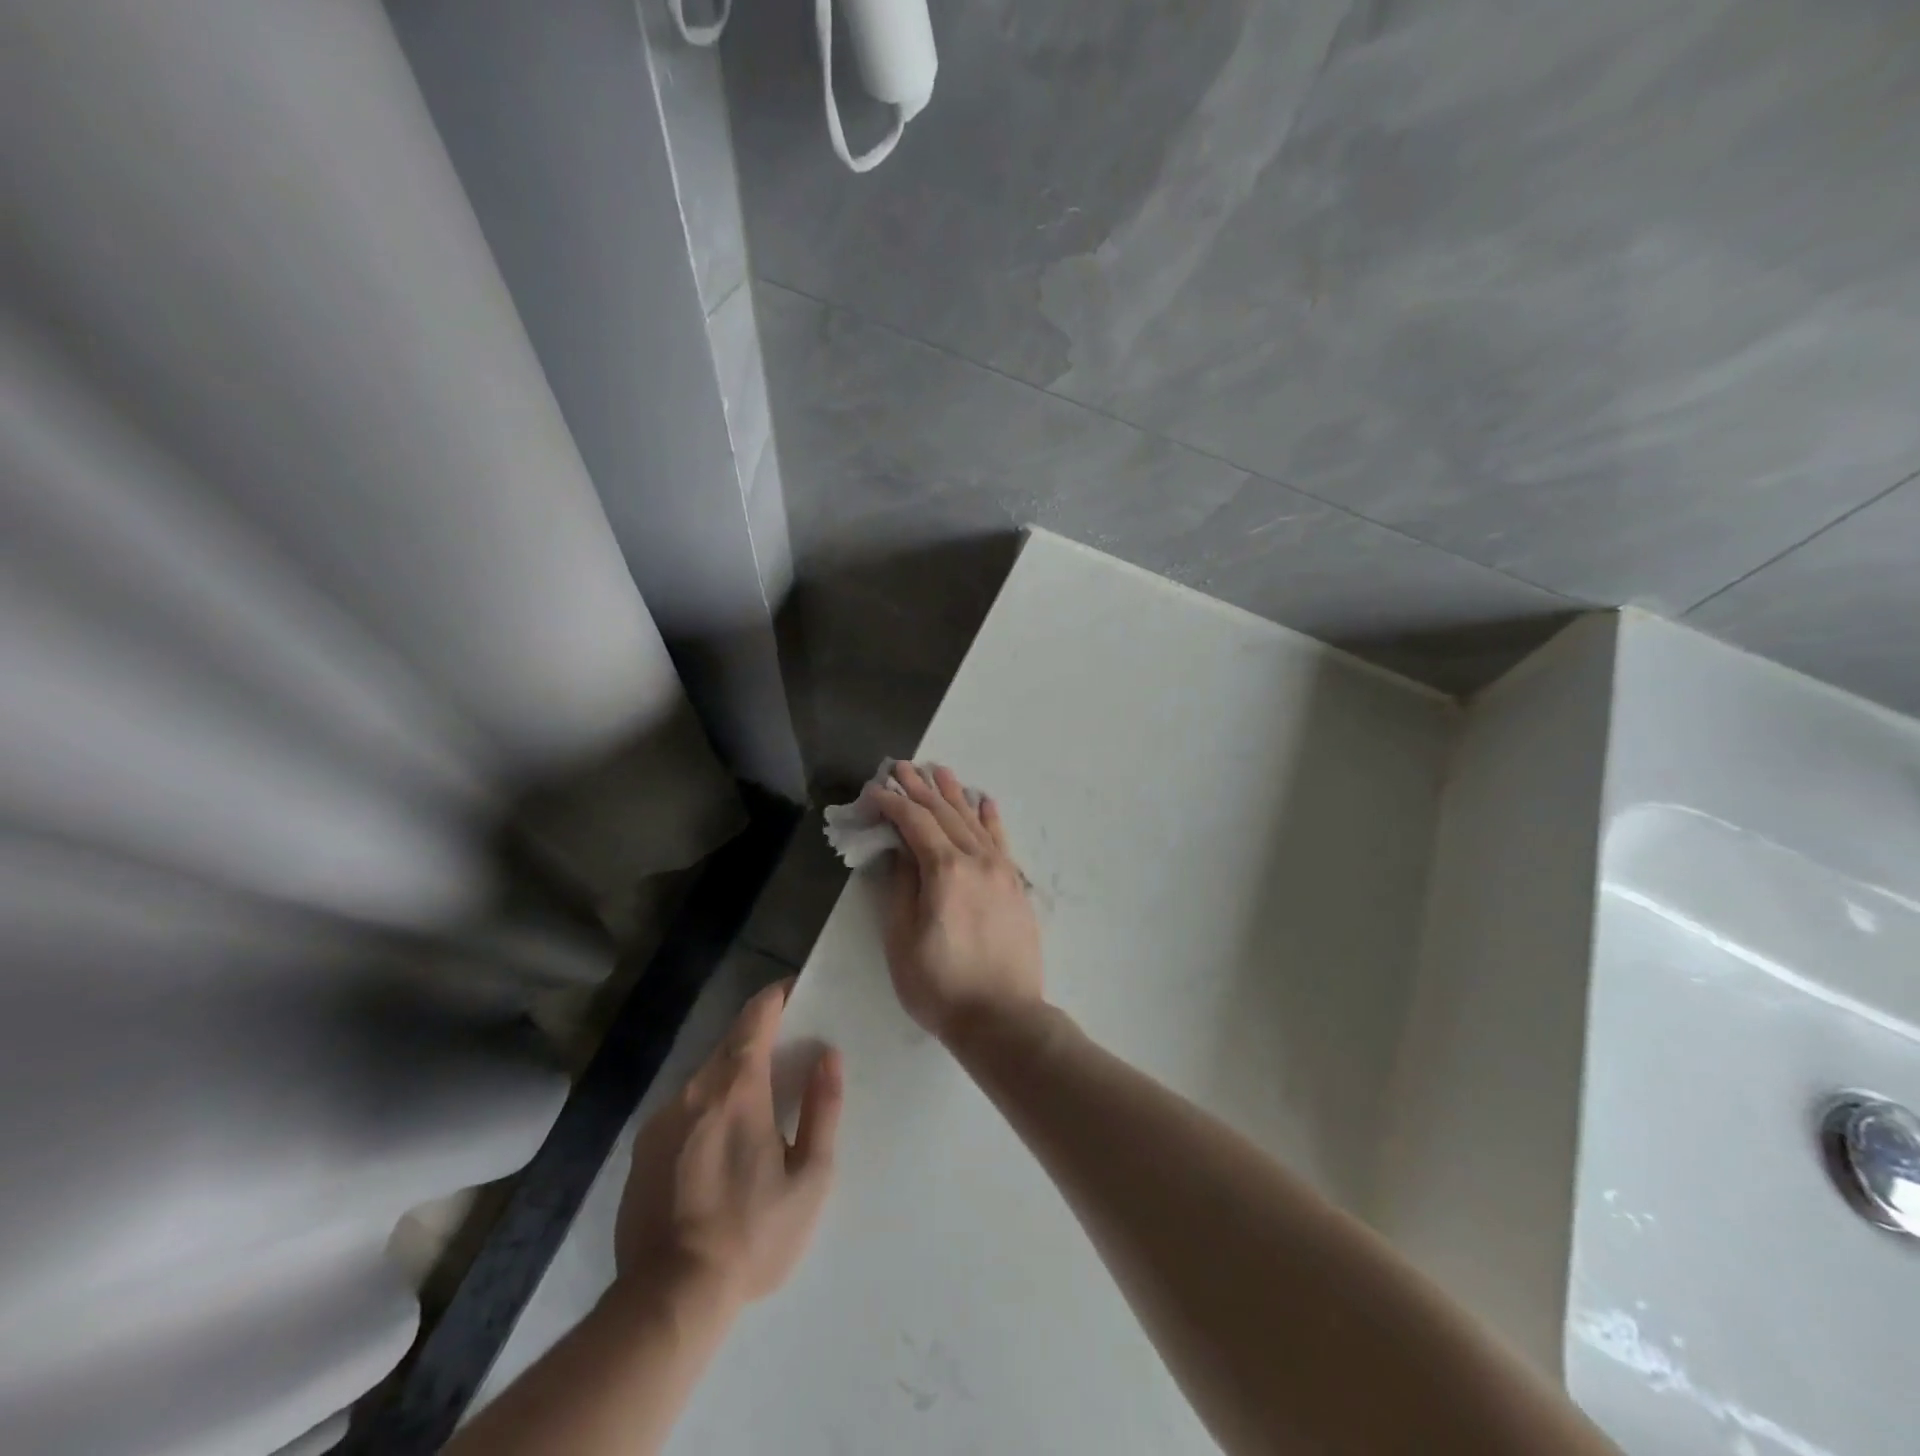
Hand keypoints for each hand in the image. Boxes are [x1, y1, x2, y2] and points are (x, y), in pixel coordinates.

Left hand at [614, 981, 842, 1305]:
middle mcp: (694, 1090)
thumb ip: (823, 1109)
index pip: (755, 1017)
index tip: (795, 990)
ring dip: (732, 1078)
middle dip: (758, 1039)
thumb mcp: (809, 1178)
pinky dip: (707, 1109)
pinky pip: (684, 1110)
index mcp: (737, 1088)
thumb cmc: (752, 1235)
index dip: (775, 997)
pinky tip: (720, 1149)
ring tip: (757, 1108)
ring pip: (705, 1079)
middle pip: (729, 1045)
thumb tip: (829, 1056)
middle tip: (787, 1055)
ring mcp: (662, 1119)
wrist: (670, 1299)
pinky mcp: (643, 1149)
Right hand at [864, 763, 1043, 1041]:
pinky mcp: (1015, 885)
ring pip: (973, 821)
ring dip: (953, 795)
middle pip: (944, 814)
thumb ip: (901, 887)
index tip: (873, 791)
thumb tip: (900, 852)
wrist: (1003, 1018)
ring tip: (938, 771)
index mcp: (946, 870)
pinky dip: (989, 818)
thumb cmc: (941, 986)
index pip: (914, 822)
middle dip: (919, 789)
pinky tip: (983, 801)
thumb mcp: (902, 939)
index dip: (891, 803)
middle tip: (900, 766)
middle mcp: (977, 859)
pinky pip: (1001, 840)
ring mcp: (1001, 870)